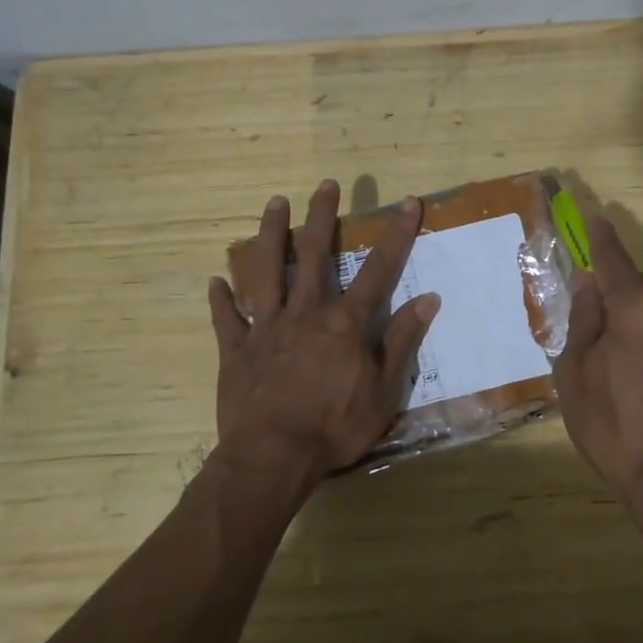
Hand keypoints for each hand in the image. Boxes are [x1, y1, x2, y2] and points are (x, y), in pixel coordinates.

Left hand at [208, 180, 438, 480]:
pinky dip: (220, 300)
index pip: (378, 270)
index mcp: (345, 323)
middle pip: (313, 255)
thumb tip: (428, 299)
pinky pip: (226, 319)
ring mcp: (267, 328)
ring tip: (273, 204)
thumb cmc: (336, 427)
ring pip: (266, 271)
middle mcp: (306, 313)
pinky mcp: (236, 350)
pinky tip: (214, 281)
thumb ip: (403, 341)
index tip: (409, 202)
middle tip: (325, 185)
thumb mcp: (384, 391)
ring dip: (270, 236)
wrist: (273, 458)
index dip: (397, 235)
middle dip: (322, 217)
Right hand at [551, 216, 642, 520]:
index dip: (599, 239)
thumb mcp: (577, 374)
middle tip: (587, 324)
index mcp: (639, 307)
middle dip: (612, 293)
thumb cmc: (615, 428)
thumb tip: (588, 284)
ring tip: (613, 360)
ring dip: (633, 317)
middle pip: (635, 284)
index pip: (613, 259)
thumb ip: (582, 319)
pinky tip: (639, 372)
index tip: (593, 219)